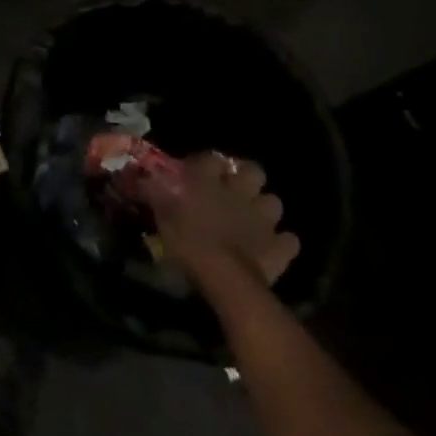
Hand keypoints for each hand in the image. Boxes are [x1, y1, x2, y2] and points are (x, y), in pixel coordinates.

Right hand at [134, 153, 299, 288]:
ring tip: (254, 220)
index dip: (207, 164)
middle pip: (254, 171)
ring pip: (274, 202)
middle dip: (248, 178)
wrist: (224, 276)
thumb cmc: (187, 240)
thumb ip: (156, 192)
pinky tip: (272, 248)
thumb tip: (145, 178)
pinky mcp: (280, 246)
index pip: (212, 158)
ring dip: (265, 209)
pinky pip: (289, 240)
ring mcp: (263, 218)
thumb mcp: (162, 213)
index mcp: (210, 181)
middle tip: (235, 190)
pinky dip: (282, 243)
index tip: (199, 173)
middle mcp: (239, 192)